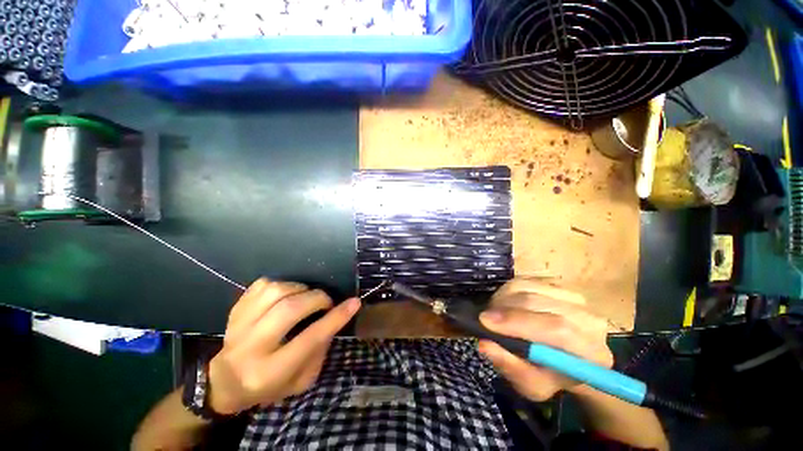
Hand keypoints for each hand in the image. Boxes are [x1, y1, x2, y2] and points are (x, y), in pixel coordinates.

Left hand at [207, 278, 360, 414]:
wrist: (225, 382)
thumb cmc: (269, 385)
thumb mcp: (301, 380)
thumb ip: (319, 350)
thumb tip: (334, 318)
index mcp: (270, 372)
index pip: (309, 339)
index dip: (335, 318)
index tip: (354, 302)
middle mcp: (250, 348)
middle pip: (289, 310)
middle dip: (317, 298)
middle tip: (327, 301)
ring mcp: (238, 326)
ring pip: (276, 291)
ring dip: (300, 289)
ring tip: (306, 297)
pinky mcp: (234, 310)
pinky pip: (262, 285)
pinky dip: (282, 284)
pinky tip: (287, 294)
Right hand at [477, 279, 612, 401]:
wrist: (566, 359)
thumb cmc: (548, 376)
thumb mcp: (530, 385)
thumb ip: (510, 366)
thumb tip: (485, 344)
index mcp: (592, 354)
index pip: (558, 329)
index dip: (518, 322)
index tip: (485, 321)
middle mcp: (590, 320)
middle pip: (539, 303)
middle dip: (504, 309)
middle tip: (484, 318)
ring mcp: (575, 298)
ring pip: (528, 288)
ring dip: (503, 299)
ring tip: (495, 313)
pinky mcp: (559, 286)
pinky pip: (526, 281)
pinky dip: (508, 291)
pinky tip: (505, 304)